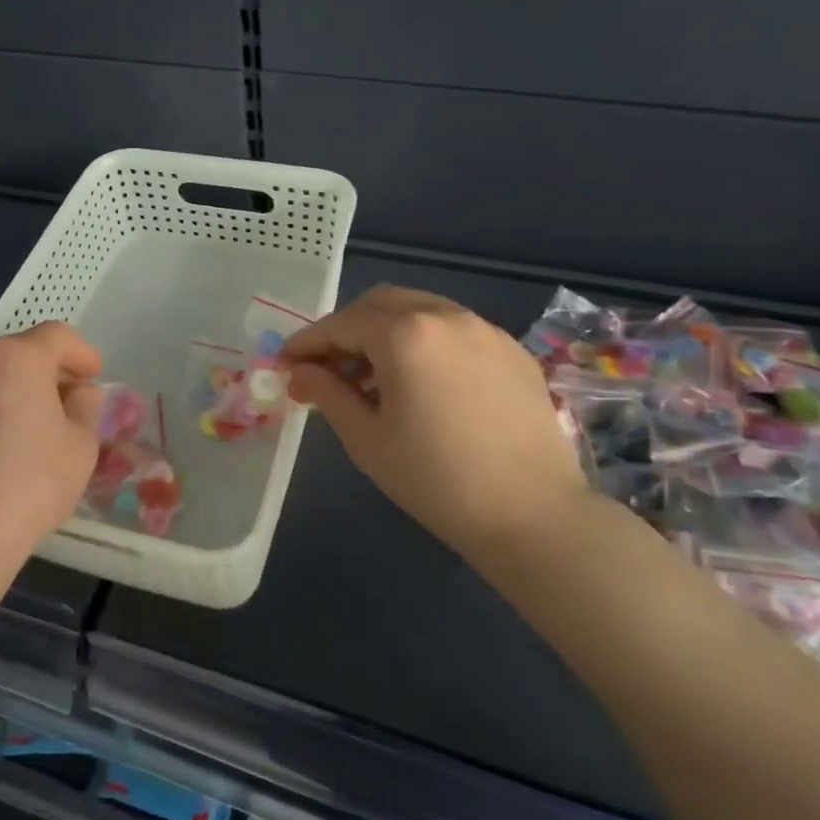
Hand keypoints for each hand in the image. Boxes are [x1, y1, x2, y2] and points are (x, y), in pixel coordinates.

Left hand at [0, 322, 103, 572]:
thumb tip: (77, 394)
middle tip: (64, 405)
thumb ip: (85, 408)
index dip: (81, 352)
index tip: (93, 377)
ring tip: (23, 435)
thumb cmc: (30, 485)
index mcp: (17, 359)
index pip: (58, 336)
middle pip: (17, 355)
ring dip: (8, 395)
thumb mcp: (81, 446)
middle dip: (45, 373)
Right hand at [282, 285, 588, 557]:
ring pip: (418, 310)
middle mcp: (444, 315)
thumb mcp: (366, 439)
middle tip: (328, 368)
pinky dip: (424, 341)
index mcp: (404, 334)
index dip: (307, 343)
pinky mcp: (511, 349)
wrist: (533, 515)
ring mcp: (483, 328)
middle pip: (379, 304)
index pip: (340, 324)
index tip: (285, 364)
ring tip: (374, 377)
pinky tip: (423, 383)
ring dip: (385, 332)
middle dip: (346, 330)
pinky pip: (453, 329)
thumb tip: (299, 372)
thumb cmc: (436, 480)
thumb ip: (327, 393)